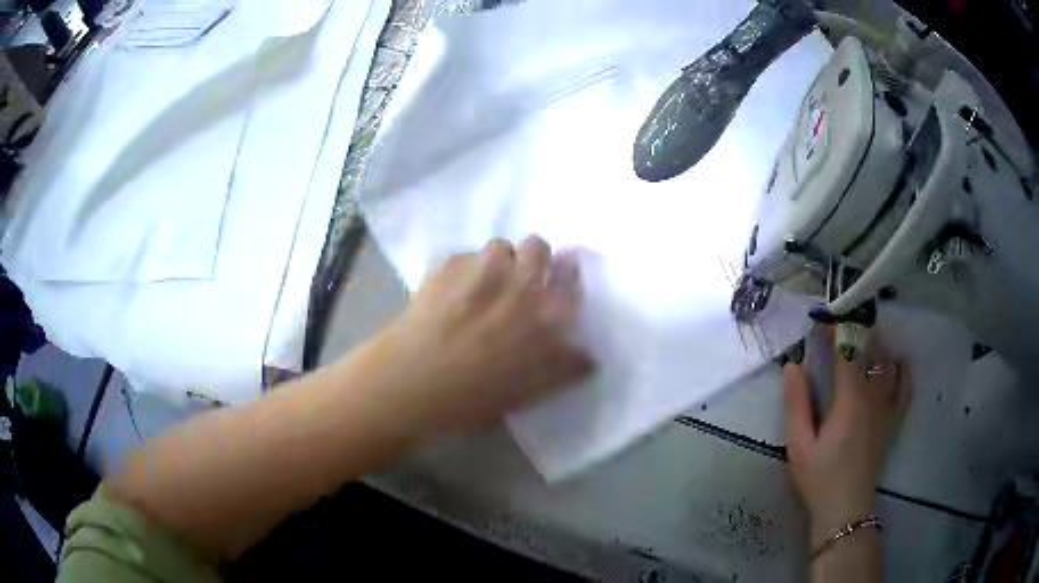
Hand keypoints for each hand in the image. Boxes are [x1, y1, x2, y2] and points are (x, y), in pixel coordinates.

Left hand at [368, 236, 592, 434]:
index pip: (571, 278)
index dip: (567, 274)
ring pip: (501, 245)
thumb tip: (587, 356)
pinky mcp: (448, 264)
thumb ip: (562, 369)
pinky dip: (464, 269)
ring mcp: (483, 269)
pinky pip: (466, 255)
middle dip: (534, 259)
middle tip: (518, 282)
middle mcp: (521, 284)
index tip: (559, 280)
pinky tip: (449, 293)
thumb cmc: (472, 398)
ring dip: (498, 261)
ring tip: (482, 285)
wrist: (412, 382)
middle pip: (539, 247)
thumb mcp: (527, 393)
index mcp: (546, 316)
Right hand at [783, 335, 911, 547]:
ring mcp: (887, 407)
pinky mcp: (893, 419)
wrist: (845, 510)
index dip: (835, 330)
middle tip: (841, 320)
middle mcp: (874, 396)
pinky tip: (896, 359)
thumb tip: (793, 366)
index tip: (822, 318)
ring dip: (876, 343)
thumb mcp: (798, 446)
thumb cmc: (819, 479)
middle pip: (870, 351)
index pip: (846, 351)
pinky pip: (905, 386)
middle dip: (856, 330)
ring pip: (887, 363)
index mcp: (850, 400)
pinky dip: (902, 369)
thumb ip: (796, 405)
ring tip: (863, 333)